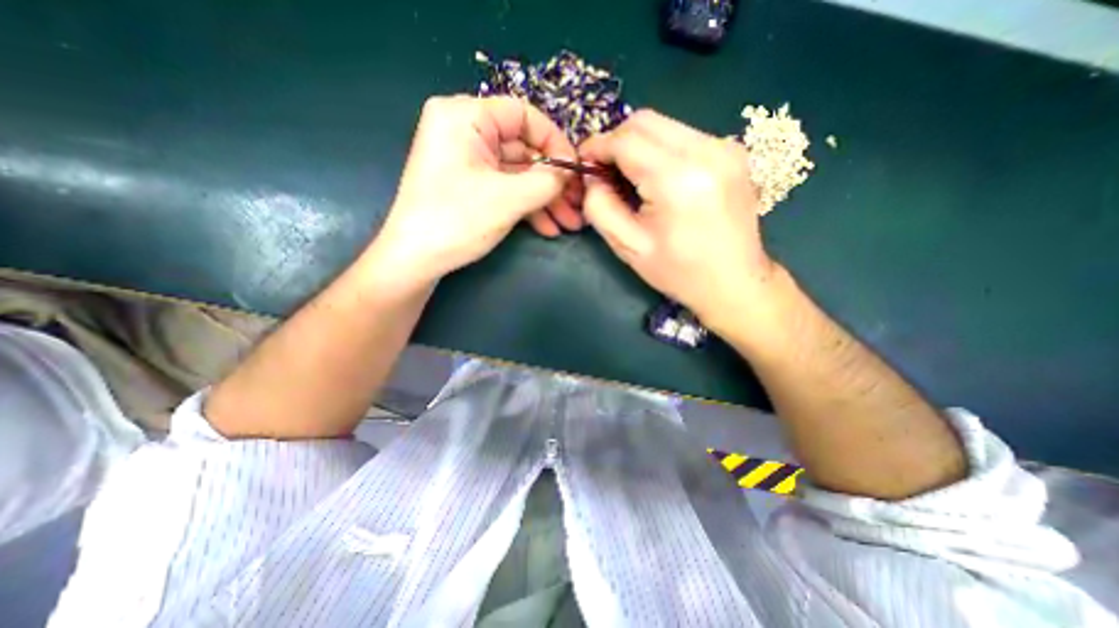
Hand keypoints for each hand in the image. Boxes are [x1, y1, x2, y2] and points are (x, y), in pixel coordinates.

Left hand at [371, 93, 588, 288]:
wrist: (415, 260)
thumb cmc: (457, 221)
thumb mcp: (508, 198)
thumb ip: (547, 181)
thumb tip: (570, 173)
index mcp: (465, 116)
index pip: (523, 115)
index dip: (555, 142)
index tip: (576, 171)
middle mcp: (465, 131)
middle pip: (523, 149)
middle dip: (554, 183)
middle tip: (577, 205)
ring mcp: (468, 161)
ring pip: (518, 174)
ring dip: (546, 200)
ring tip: (569, 223)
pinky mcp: (470, 185)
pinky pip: (506, 188)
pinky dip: (528, 207)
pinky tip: (549, 227)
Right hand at [576, 110, 779, 331]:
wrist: (735, 281)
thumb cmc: (678, 271)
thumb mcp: (628, 246)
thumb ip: (600, 206)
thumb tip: (592, 176)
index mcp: (677, 179)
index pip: (625, 140)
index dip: (597, 146)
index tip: (584, 163)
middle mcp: (706, 151)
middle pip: (645, 121)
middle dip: (616, 141)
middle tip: (606, 172)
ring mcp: (725, 147)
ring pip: (665, 126)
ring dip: (639, 145)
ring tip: (632, 179)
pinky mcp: (733, 152)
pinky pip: (684, 136)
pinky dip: (661, 150)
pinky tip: (659, 179)